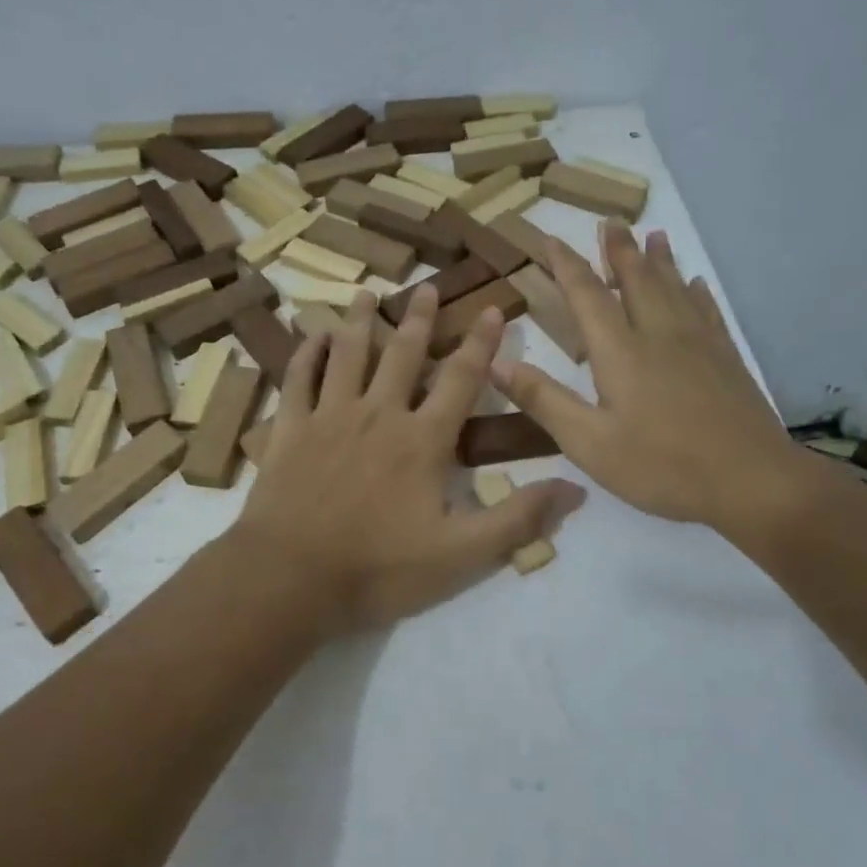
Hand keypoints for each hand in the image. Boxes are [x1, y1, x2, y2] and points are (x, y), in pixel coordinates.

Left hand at [232, 289, 586, 634]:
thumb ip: (517, 519)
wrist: (291, 580)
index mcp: (422, 439)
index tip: (493, 309)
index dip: (482, 344)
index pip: (462, 379)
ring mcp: (329, 417)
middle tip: (427, 286)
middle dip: (420, 318)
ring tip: (367, 293)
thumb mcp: (461, 554)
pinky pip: (298, 379)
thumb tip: (575, 487)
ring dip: (360, 322)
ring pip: (349, 355)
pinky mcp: (291, 430)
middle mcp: (379, 414)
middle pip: (403, 354)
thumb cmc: (379, 568)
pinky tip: (314, 336)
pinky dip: (307, 354)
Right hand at [490, 221, 800, 534]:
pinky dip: (696, 292)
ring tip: (653, 235)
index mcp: (620, 352)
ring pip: (674, 288)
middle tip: (611, 221)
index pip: (587, 295)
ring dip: (659, 260)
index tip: (549, 238)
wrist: (751, 480)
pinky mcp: (726, 358)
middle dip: (619, 250)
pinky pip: (708, 311)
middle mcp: (659, 334)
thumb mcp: (590, 443)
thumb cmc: (662, 466)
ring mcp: (699, 343)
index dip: (565, 264)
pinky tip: (696, 284)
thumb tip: (495, 362)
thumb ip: (544, 400)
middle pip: (637, 279)